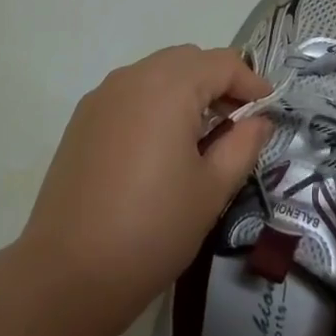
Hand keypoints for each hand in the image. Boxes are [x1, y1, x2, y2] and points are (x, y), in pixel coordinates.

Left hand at [19, 46, 273, 325]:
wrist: (67, 275)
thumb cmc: (152, 230)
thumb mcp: (211, 189)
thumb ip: (242, 144)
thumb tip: (258, 120)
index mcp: (170, 86)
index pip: (223, 63)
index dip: (251, 83)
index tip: (269, 110)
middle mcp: (134, 77)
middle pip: (189, 60)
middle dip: (219, 81)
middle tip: (238, 121)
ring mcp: (103, 96)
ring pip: (157, 72)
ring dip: (187, 90)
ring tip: (202, 135)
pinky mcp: (83, 119)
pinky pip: (131, 92)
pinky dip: (155, 102)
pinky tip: (160, 146)